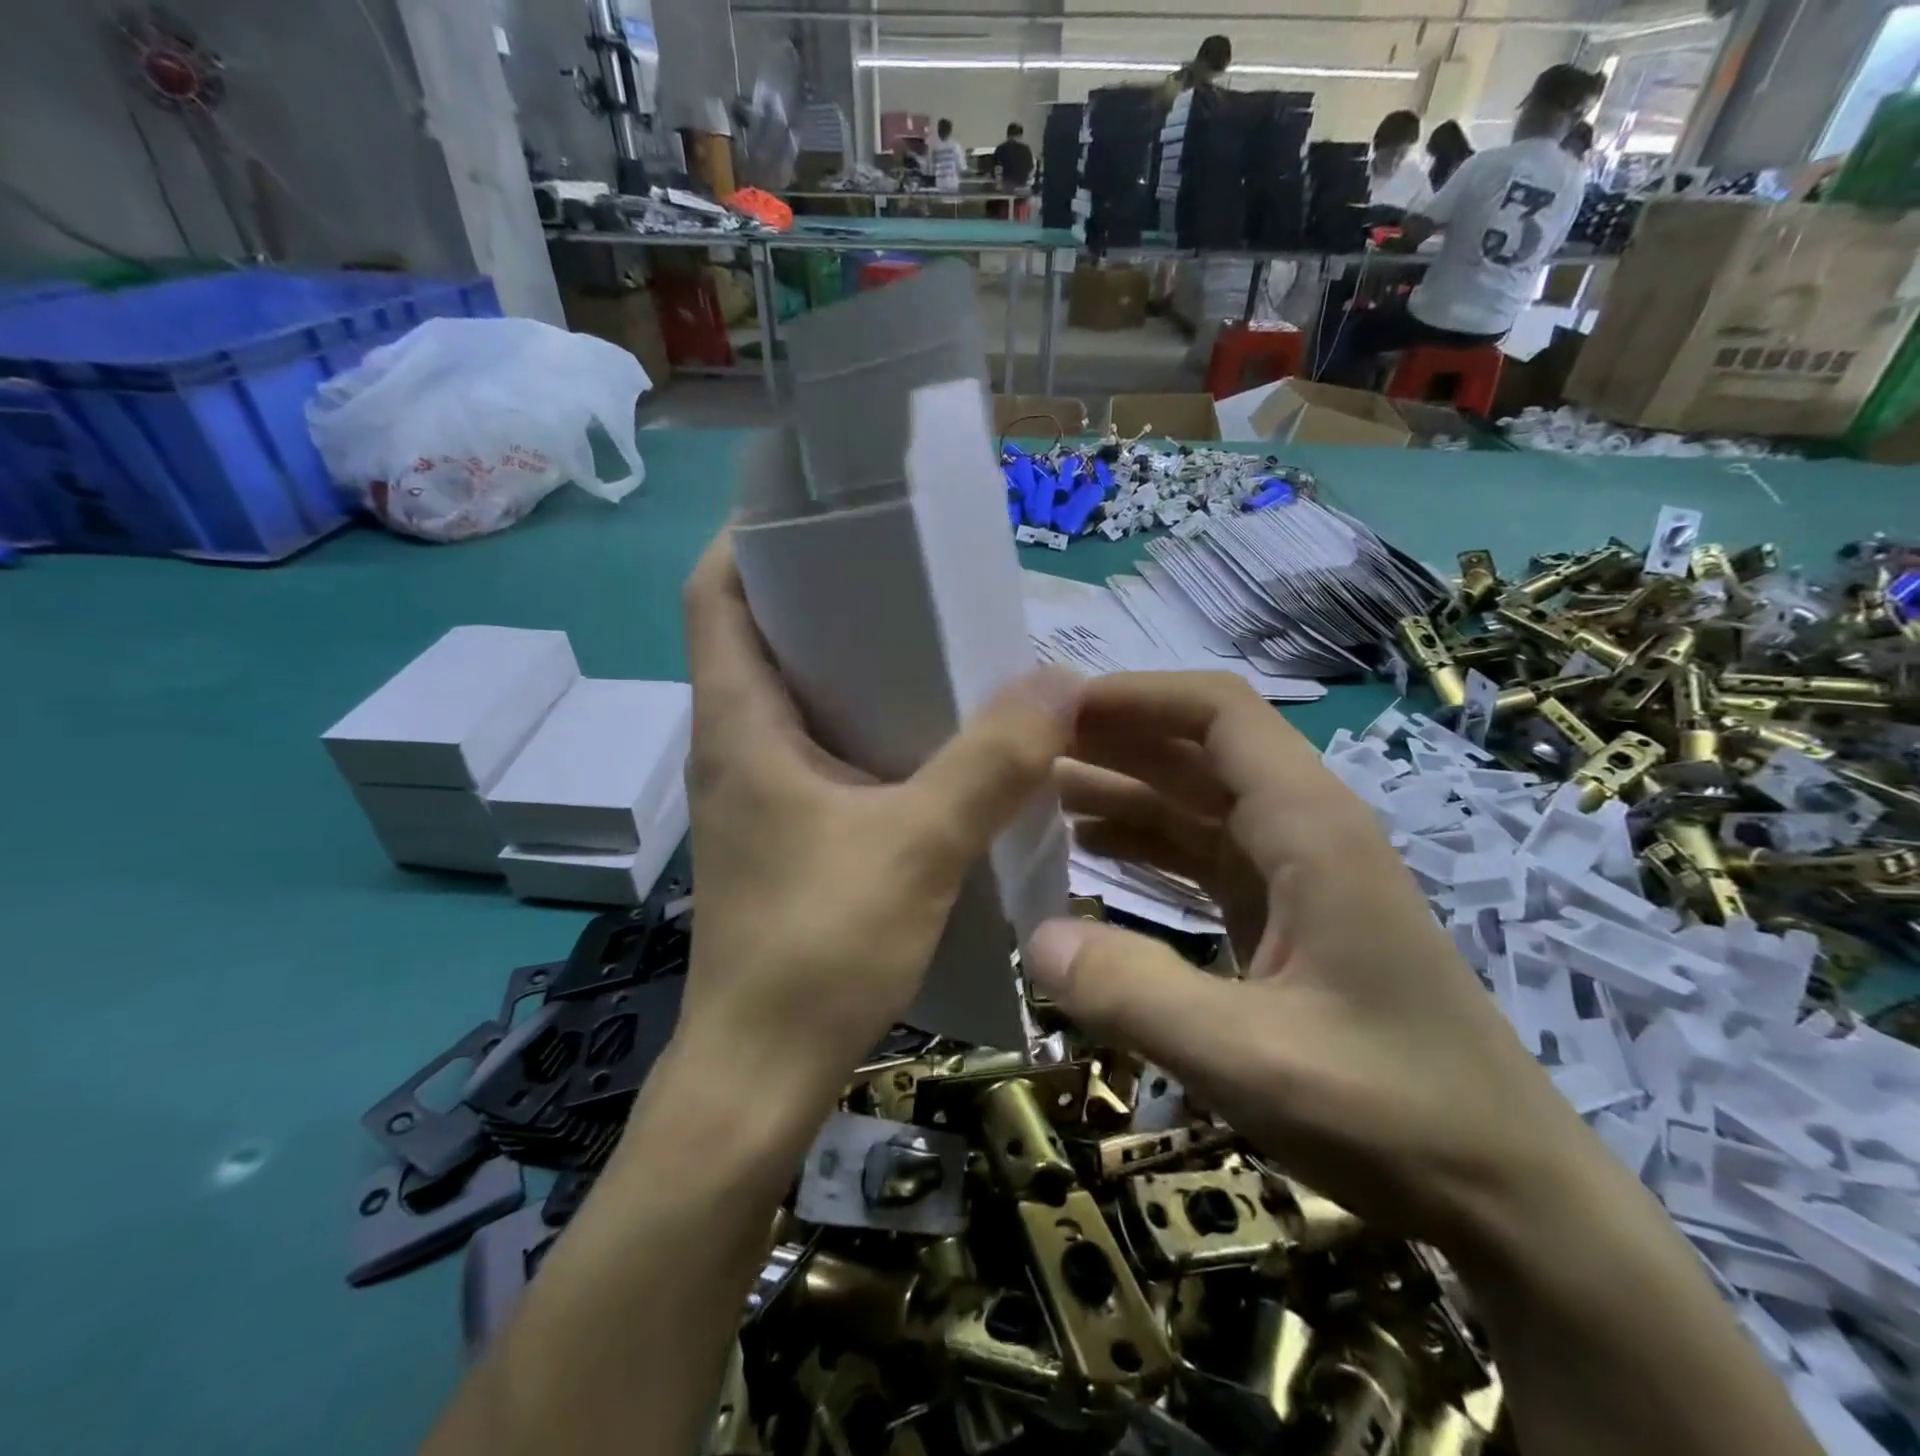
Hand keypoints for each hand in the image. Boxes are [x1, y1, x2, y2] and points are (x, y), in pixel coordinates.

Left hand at [675, 535, 1078, 1096]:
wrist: (761, 1073)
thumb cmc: (819, 950)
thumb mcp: (918, 846)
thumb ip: (990, 763)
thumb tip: (1058, 682)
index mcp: (738, 723)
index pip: (716, 594)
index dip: (752, 538)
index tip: (822, 512)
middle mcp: (734, 744)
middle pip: (761, 635)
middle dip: (823, 593)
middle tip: (904, 572)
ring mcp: (754, 792)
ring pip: (794, 696)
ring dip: (849, 663)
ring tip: (928, 639)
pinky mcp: (780, 832)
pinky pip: (817, 750)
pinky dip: (863, 725)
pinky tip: (926, 737)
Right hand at [1023, 672, 1588, 1250]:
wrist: (1506, 1192)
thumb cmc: (1395, 1114)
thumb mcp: (1252, 1059)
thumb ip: (1136, 993)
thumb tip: (1034, 939)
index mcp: (1310, 828)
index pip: (1219, 713)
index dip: (1137, 696)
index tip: (1056, 708)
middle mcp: (1304, 830)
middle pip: (1198, 750)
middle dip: (1114, 738)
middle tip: (1024, 749)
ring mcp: (1295, 873)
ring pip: (1195, 801)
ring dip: (1122, 789)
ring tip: (1037, 795)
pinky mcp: (1285, 914)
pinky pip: (1201, 855)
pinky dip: (1144, 844)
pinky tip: (1090, 854)